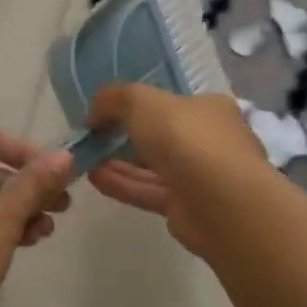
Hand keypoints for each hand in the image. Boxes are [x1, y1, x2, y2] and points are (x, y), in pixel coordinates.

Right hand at [86, 85, 269, 258]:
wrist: (221, 203)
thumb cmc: (186, 138)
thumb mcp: (141, 101)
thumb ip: (113, 99)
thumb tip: (93, 112)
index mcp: (210, 109)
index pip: (172, 102)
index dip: (138, 104)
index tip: (107, 111)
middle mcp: (210, 140)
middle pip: (162, 135)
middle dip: (126, 135)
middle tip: (93, 136)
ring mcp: (201, 177)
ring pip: (153, 166)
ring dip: (119, 161)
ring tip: (85, 157)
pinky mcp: (188, 208)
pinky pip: (149, 190)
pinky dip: (123, 183)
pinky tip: (94, 177)